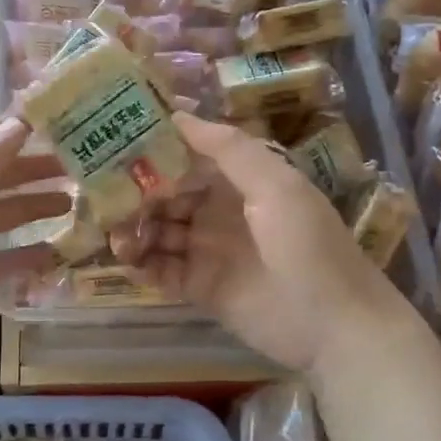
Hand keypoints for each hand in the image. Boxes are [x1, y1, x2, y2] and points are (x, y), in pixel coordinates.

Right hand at [112, 113, 405, 372]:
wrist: (334, 325)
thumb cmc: (307, 244)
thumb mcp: (275, 185)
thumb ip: (228, 149)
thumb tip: (178, 115)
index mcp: (239, 182)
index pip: (188, 159)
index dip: (156, 152)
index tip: (118, 145)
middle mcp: (219, 212)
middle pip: (167, 196)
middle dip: (138, 194)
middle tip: (106, 197)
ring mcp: (208, 251)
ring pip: (159, 233)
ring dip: (135, 230)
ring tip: (116, 235)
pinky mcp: (200, 289)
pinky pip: (162, 271)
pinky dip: (143, 264)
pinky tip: (128, 260)